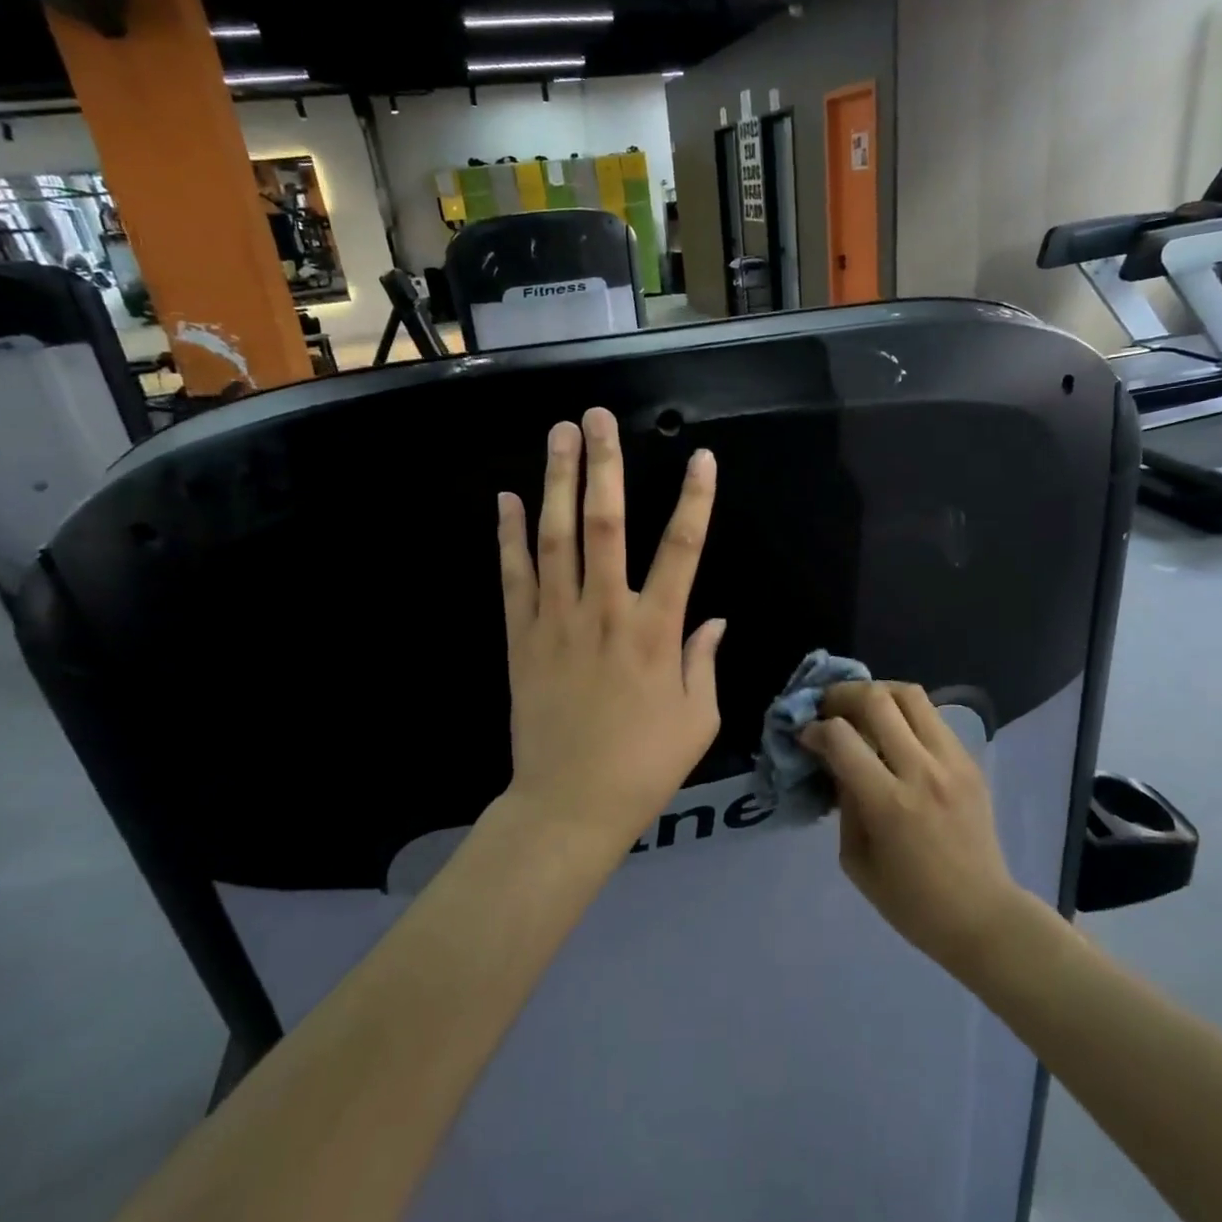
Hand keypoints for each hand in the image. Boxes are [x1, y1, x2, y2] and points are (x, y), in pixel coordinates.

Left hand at [498, 408, 726, 851]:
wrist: (569, 804)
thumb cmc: (644, 764)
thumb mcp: (697, 717)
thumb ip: (704, 660)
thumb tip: (714, 618)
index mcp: (655, 631)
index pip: (681, 550)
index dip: (694, 501)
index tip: (701, 458)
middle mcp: (605, 613)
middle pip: (604, 524)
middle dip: (605, 466)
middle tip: (600, 418)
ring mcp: (556, 622)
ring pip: (555, 538)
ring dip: (557, 482)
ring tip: (559, 435)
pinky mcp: (521, 638)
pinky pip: (513, 577)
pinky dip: (509, 536)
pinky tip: (507, 498)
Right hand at [802, 681, 1025, 974]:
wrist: (982, 915)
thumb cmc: (910, 901)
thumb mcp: (856, 859)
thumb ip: (844, 801)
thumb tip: (834, 758)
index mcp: (889, 804)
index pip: (842, 737)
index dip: (815, 729)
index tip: (806, 735)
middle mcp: (922, 772)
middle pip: (877, 699)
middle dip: (841, 695)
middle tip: (828, 708)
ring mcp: (952, 762)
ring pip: (910, 694)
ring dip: (876, 692)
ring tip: (861, 708)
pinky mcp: (970, 761)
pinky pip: (932, 716)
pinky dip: (905, 713)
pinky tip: (894, 732)